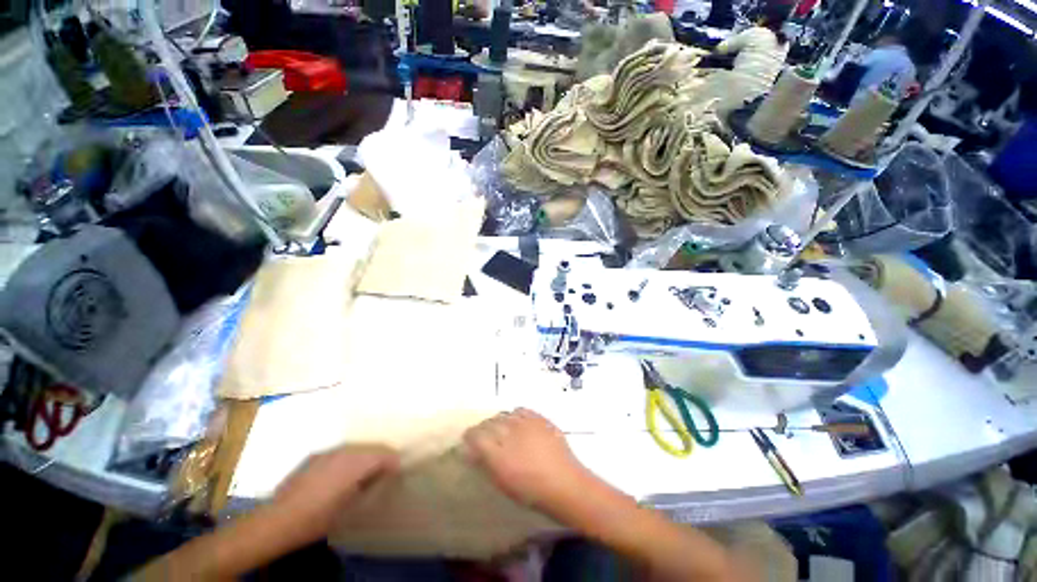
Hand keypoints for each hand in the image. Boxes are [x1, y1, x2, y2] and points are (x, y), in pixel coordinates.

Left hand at [269, 444, 398, 543]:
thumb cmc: (319, 519)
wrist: (279, 520)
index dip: (394, 462)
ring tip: (366, 472)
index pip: (384, 455)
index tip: (398, 470)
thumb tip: (381, 476)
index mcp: (356, 463)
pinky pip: (340, 453)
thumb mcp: (351, 507)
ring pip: (356, 448)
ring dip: (365, 456)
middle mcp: (345, 452)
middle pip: (371, 448)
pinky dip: (348, 459)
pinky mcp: (315, 456)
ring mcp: (328, 452)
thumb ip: (369, 486)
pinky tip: (343, 474)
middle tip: (386, 470)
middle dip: (381, 457)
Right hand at [463, 408, 592, 514]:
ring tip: (501, 429)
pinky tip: (517, 422)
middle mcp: (510, 433)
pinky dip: (515, 415)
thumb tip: (473, 451)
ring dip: (499, 421)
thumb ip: (486, 463)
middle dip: (483, 428)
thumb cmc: (532, 491)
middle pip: (489, 422)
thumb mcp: (503, 483)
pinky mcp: (539, 418)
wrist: (565, 483)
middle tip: (484, 436)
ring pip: (504, 414)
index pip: (476, 435)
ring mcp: (526, 423)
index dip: (470, 435)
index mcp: (498, 454)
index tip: (468, 439)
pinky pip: (521, 410)